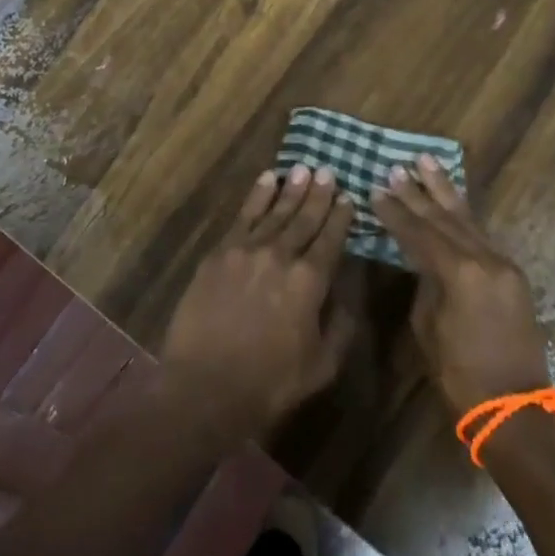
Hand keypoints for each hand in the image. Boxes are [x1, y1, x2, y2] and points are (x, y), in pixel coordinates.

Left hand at [159, 164, 354, 441]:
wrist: (205, 387)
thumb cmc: (269, 384)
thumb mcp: (321, 366)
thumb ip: (341, 327)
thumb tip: (347, 295)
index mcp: (310, 281)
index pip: (330, 240)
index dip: (340, 218)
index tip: (348, 197)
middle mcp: (281, 256)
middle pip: (304, 218)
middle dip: (318, 194)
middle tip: (327, 171)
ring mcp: (247, 250)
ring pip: (275, 211)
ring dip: (291, 189)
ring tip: (303, 168)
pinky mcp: (220, 252)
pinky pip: (243, 216)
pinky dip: (257, 196)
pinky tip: (267, 179)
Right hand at [373, 156, 551, 415]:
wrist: (515, 409)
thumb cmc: (461, 375)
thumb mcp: (428, 328)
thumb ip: (425, 285)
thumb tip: (422, 261)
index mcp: (460, 273)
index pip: (420, 232)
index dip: (396, 212)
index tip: (376, 189)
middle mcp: (484, 259)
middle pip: (444, 218)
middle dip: (418, 192)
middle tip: (397, 167)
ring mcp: (503, 264)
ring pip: (467, 218)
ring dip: (444, 191)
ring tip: (427, 162)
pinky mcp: (512, 274)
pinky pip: (482, 234)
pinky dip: (463, 214)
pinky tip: (452, 200)